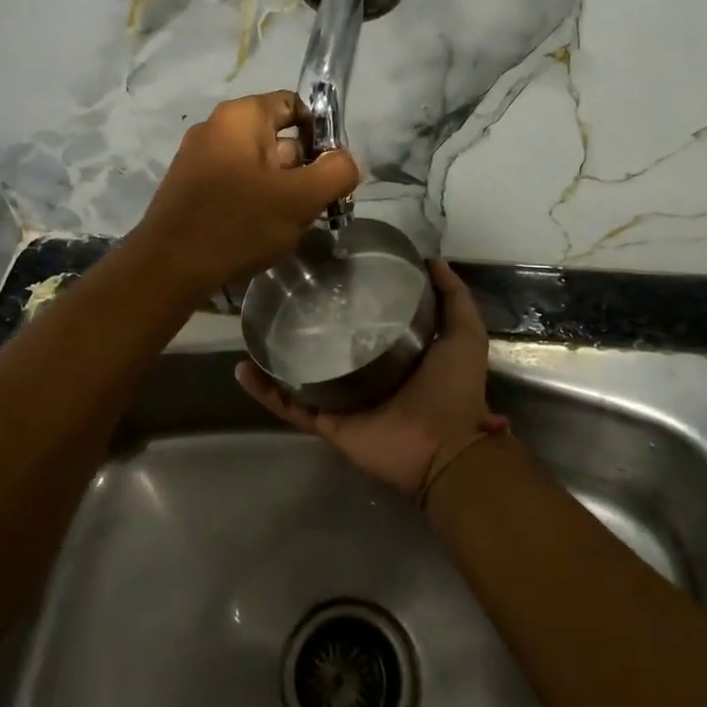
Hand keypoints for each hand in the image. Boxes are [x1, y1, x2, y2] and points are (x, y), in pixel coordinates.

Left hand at [131, 91, 360, 299]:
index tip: (331, 171)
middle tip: (317, 206)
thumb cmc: (238, 223)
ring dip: (281, 190)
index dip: (321, 134)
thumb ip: (336, 172)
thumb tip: (347, 161)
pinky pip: (235, 184)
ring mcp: (198, 157)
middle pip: (278, 137)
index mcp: (241, 116)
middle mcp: (216, 127)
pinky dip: (255, 201)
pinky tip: (261, 231)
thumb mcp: (300, 199)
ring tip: (291, 224)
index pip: (294, 105)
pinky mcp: (190, 187)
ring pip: (258, 165)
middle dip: (304, 169)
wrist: (169, 267)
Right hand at [235, 260, 506, 496]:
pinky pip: (290, 406)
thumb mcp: (464, 332)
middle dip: (306, 325)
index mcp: (395, 355)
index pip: (364, 321)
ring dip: (276, 356)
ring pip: (301, 374)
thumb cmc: (453, 388)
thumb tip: (434, 260)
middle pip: (328, 346)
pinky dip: (265, 391)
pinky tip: (242, 368)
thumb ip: (454, 297)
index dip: (348, 299)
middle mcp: (365, 375)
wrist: (445, 447)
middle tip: (281, 295)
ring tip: (253, 328)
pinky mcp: (326, 423)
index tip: (327, 272)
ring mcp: (342, 401)